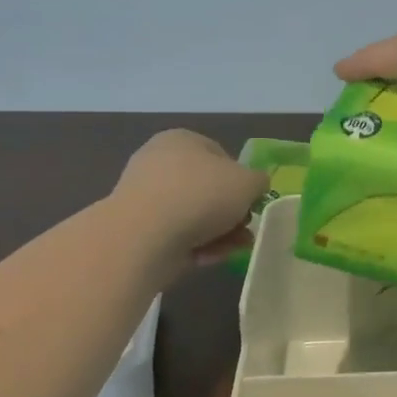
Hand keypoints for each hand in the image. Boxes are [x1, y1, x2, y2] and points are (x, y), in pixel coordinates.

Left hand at [113, 130, 268, 268]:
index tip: (251, 203)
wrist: (145, 236)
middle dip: (230, 213)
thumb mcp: (248, 182)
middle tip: (245, 230)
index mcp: (182, 139)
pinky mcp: (137, 229)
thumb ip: (259, 182)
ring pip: (194, 215)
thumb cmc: (201, 195)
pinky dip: (194, 246)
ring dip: (218, 233)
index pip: (221, 156)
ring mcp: (145, 196)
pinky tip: (205, 257)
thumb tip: (255, 187)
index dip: (242, 180)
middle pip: (208, 189)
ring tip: (232, 249)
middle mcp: (160, 162)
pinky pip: (175, 235)